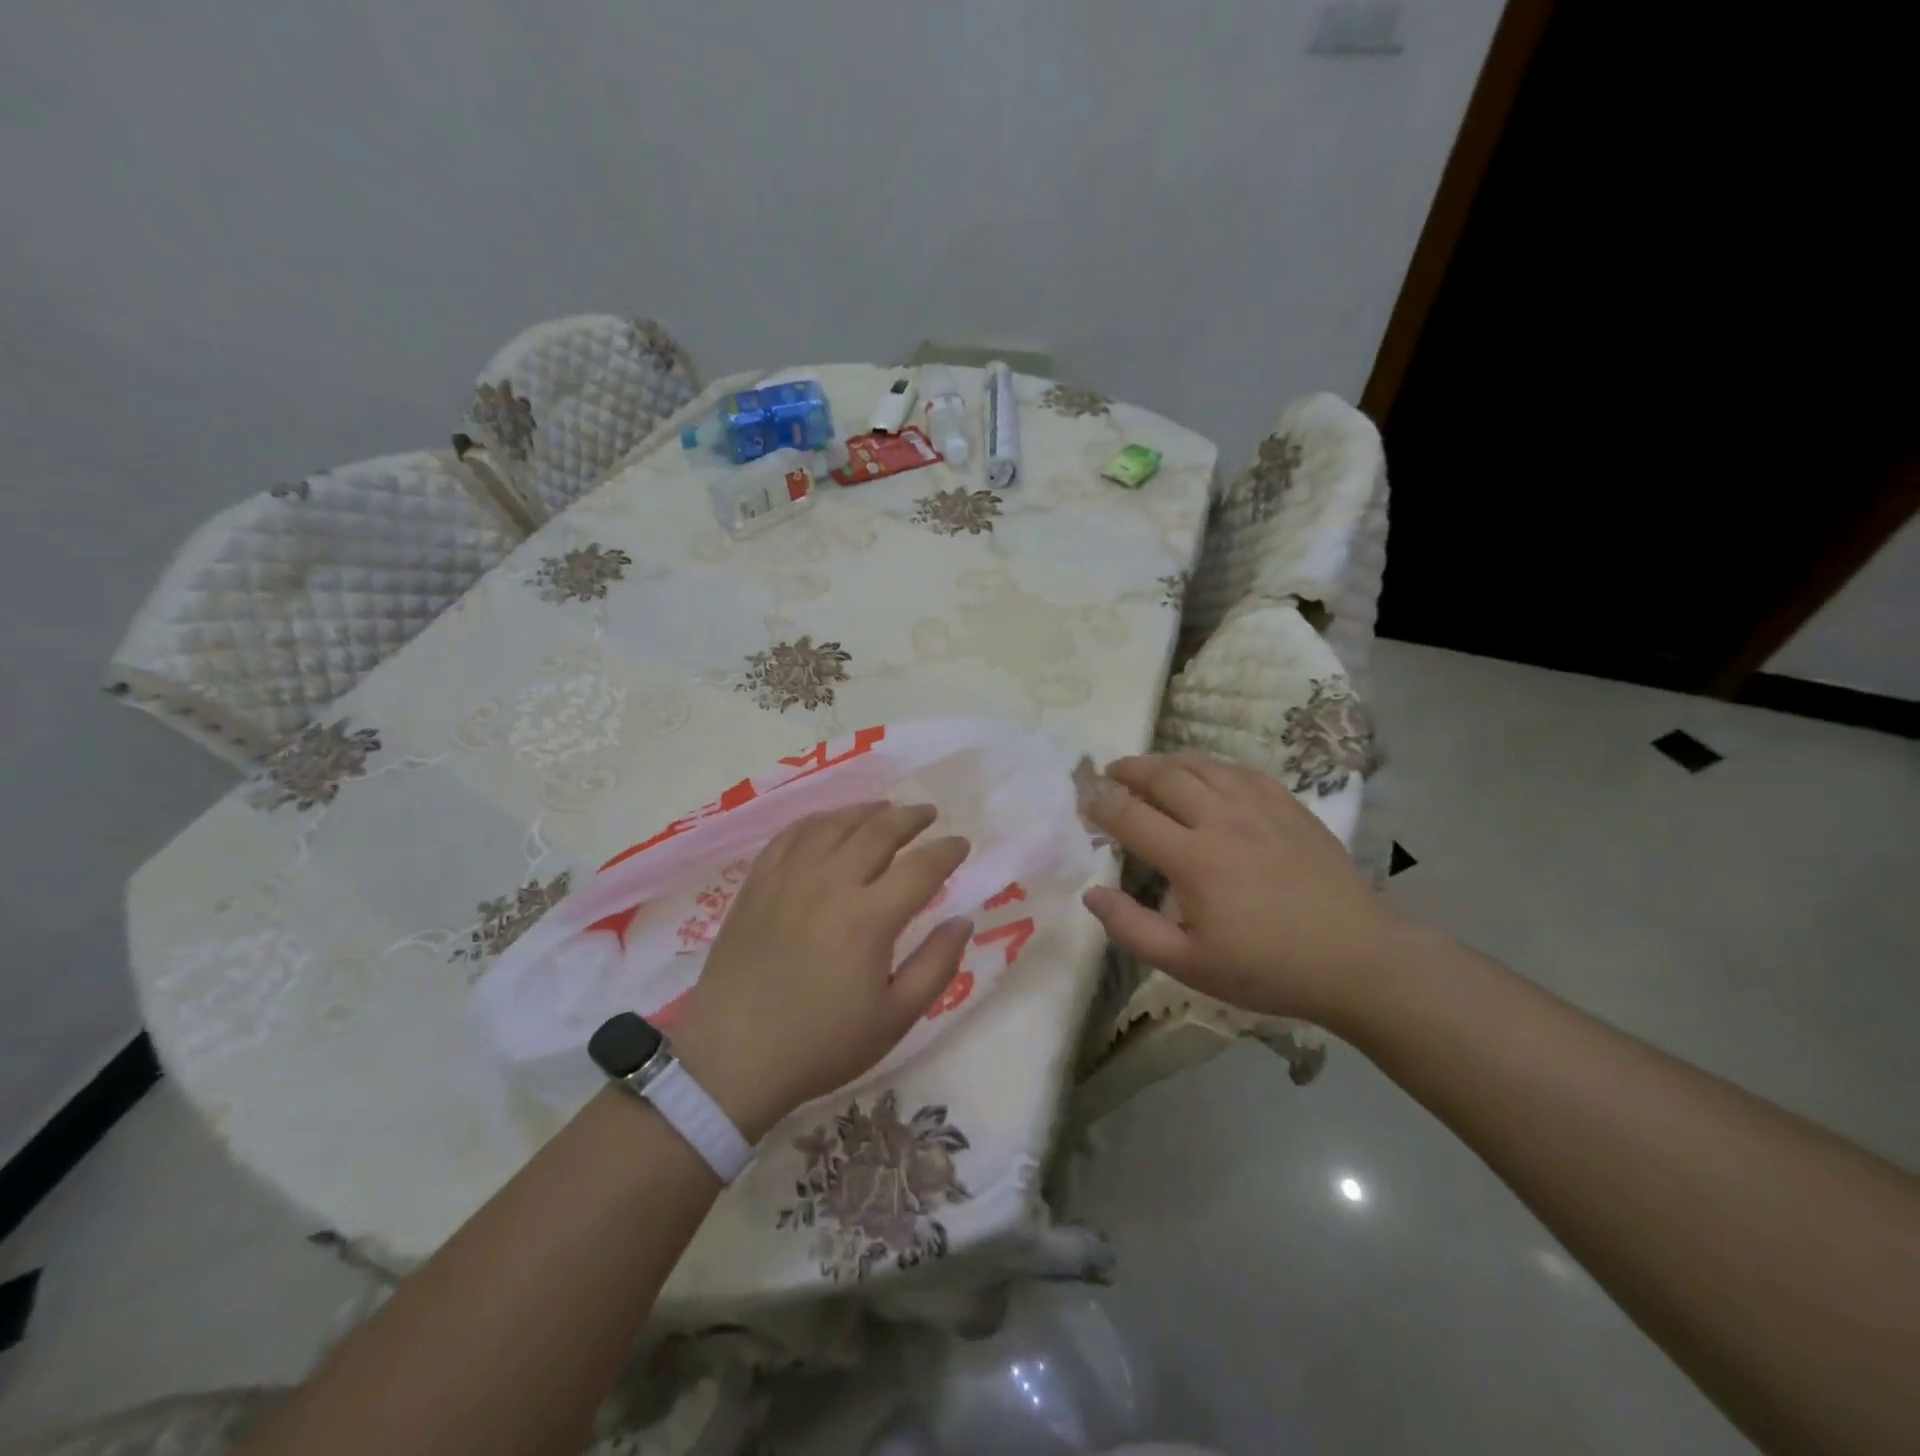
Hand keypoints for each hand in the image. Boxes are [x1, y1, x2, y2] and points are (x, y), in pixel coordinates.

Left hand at [670, 802, 971, 1140]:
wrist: (732, 1059)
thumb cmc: (820, 1045)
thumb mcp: (894, 1019)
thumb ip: (936, 966)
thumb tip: (962, 921)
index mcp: (869, 918)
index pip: (920, 867)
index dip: (946, 851)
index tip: (961, 844)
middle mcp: (830, 884)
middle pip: (878, 831)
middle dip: (910, 817)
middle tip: (929, 814)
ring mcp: (788, 878)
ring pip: (834, 824)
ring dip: (866, 811)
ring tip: (886, 808)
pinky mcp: (757, 884)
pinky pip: (791, 835)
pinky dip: (818, 820)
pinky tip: (829, 823)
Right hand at [1081, 754, 1404, 1029]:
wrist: (1356, 959)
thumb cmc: (1267, 968)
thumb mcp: (1189, 965)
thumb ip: (1132, 929)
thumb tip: (1091, 893)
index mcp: (1193, 859)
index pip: (1130, 815)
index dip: (1100, 805)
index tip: (1085, 804)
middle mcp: (1221, 819)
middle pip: (1162, 776)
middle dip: (1128, 770)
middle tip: (1109, 773)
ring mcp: (1259, 806)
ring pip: (1200, 765)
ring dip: (1165, 761)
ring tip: (1147, 768)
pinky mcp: (1288, 805)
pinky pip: (1238, 770)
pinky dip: (1209, 765)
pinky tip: (1204, 774)